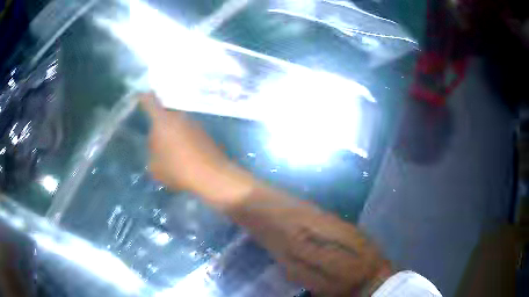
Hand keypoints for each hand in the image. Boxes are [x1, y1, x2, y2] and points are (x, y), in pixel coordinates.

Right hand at [140, 93, 252, 209]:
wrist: (211, 175)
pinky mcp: (205, 132)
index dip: (144, 97)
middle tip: (157, 140)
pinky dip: (185, 139)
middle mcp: (179, 116)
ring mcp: (194, 123)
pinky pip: (189, 132)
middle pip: (165, 114)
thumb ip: (152, 153)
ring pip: (178, 123)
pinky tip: (186, 154)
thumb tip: (156, 148)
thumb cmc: (177, 169)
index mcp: (162, 120)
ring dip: (174, 132)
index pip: (150, 102)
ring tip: (172, 150)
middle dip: (160, 124)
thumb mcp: (155, 167)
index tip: (141, 95)